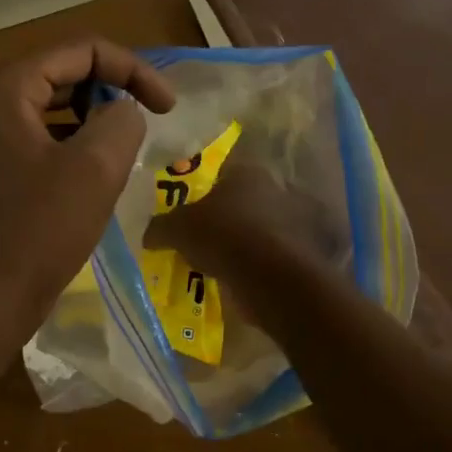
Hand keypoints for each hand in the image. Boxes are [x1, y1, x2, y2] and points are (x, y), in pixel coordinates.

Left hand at [0, 39, 174, 347]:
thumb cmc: (40, 230)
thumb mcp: (96, 167)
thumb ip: (121, 119)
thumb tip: (122, 111)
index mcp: (7, 89)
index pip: (80, 50)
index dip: (132, 69)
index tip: (169, 107)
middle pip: (63, 75)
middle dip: (112, 91)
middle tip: (149, 123)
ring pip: (53, 110)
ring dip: (94, 121)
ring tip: (124, 150)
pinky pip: (40, 141)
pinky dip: (73, 147)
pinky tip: (95, 176)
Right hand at [147, 161, 347, 286]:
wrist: (270, 276)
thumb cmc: (222, 236)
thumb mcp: (177, 229)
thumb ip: (160, 227)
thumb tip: (148, 234)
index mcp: (246, 172)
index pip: (219, 175)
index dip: (200, 193)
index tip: (186, 214)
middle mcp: (274, 189)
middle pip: (240, 202)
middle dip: (222, 219)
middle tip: (199, 240)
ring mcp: (293, 221)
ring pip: (257, 229)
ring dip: (241, 243)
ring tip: (217, 264)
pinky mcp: (302, 251)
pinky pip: (269, 255)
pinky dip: (256, 264)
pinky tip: (238, 278)